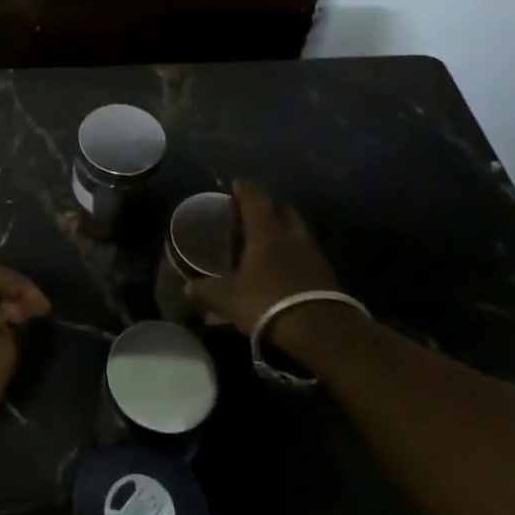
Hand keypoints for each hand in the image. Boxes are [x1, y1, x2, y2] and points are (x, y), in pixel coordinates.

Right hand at [186, 180, 342, 339]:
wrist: (323, 332)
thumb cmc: (269, 302)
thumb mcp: (229, 299)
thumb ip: (206, 291)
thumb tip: (187, 288)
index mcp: (266, 231)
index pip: (255, 199)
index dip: (244, 189)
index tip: (236, 183)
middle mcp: (291, 235)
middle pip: (281, 210)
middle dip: (267, 207)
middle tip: (251, 213)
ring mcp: (313, 254)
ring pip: (296, 231)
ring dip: (283, 230)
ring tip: (266, 240)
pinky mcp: (326, 274)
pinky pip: (306, 253)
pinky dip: (294, 253)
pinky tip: (284, 267)